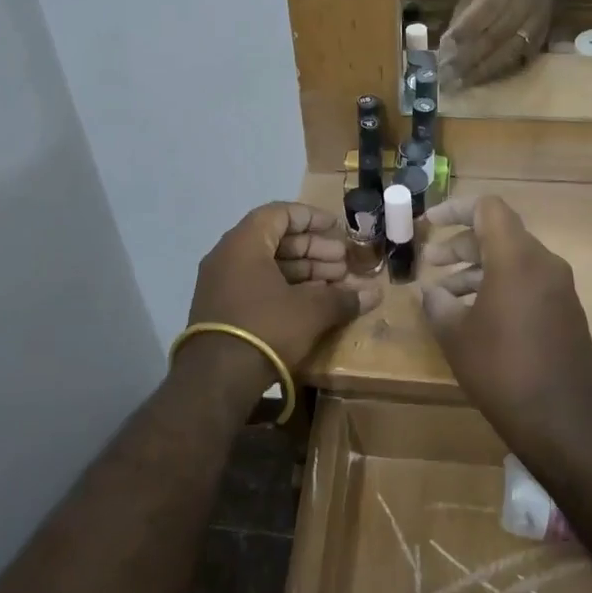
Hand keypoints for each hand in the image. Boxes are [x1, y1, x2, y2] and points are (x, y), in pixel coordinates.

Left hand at [182, 202, 380, 403]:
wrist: (217, 378)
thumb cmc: (266, 327)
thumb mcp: (311, 311)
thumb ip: (343, 298)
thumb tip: (375, 293)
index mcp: (245, 243)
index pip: (280, 213)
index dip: (312, 218)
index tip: (338, 228)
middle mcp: (228, 256)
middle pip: (276, 240)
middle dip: (314, 250)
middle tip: (345, 263)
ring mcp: (222, 284)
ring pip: (269, 266)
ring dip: (305, 272)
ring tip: (337, 285)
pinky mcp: (223, 309)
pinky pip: (258, 286)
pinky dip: (286, 289)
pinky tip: (314, 303)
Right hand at [417, 195, 591, 447]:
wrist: (566, 423)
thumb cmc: (503, 371)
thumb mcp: (456, 336)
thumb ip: (437, 303)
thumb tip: (431, 291)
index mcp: (516, 258)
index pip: (488, 208)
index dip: (454, 209)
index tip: (428, 224)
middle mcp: (544, 264)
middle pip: (499, 234)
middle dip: (461, 244)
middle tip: (430, 263)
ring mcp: (560, 289)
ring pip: (513, 260)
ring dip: (477, 269)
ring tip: (445, 294)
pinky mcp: (567, 313)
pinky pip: (528, 283)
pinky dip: (499, 286)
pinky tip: (475, 316)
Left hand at [437, 0, 554, 88]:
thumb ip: (465, 10)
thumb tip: (448, 43)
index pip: (482, 12)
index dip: (463, 33)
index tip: (443, 52)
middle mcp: (524, 4)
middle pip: (494, 37)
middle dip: (468, 59)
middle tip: (446, 76)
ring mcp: (536, 23)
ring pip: (508, 52)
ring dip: (482, 71)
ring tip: (460, 84)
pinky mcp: (542, 38)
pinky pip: (519, 59)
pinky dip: (499, 72)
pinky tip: (481, 81)